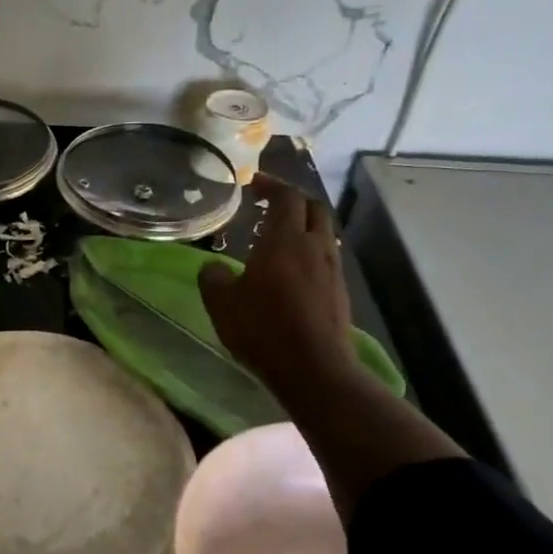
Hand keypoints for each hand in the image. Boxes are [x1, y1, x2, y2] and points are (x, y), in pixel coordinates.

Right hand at [198, 174, 355, 392]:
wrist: (314, 370)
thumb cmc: (263, 329)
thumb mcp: (221, 303)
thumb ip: (213, 277)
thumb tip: (213, 267)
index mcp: (285, 240)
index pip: (286, 196)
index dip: (271, 185)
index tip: (254, 183)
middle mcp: (314, 246)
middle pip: (313, 208)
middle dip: (293, 200)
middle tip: (270, 204)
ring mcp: (331, 270)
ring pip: (323, 232)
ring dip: (303, 226)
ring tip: (279, 237)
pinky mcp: (339, 292)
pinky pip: (325, 257)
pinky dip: (309, 250)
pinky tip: (292, 270)